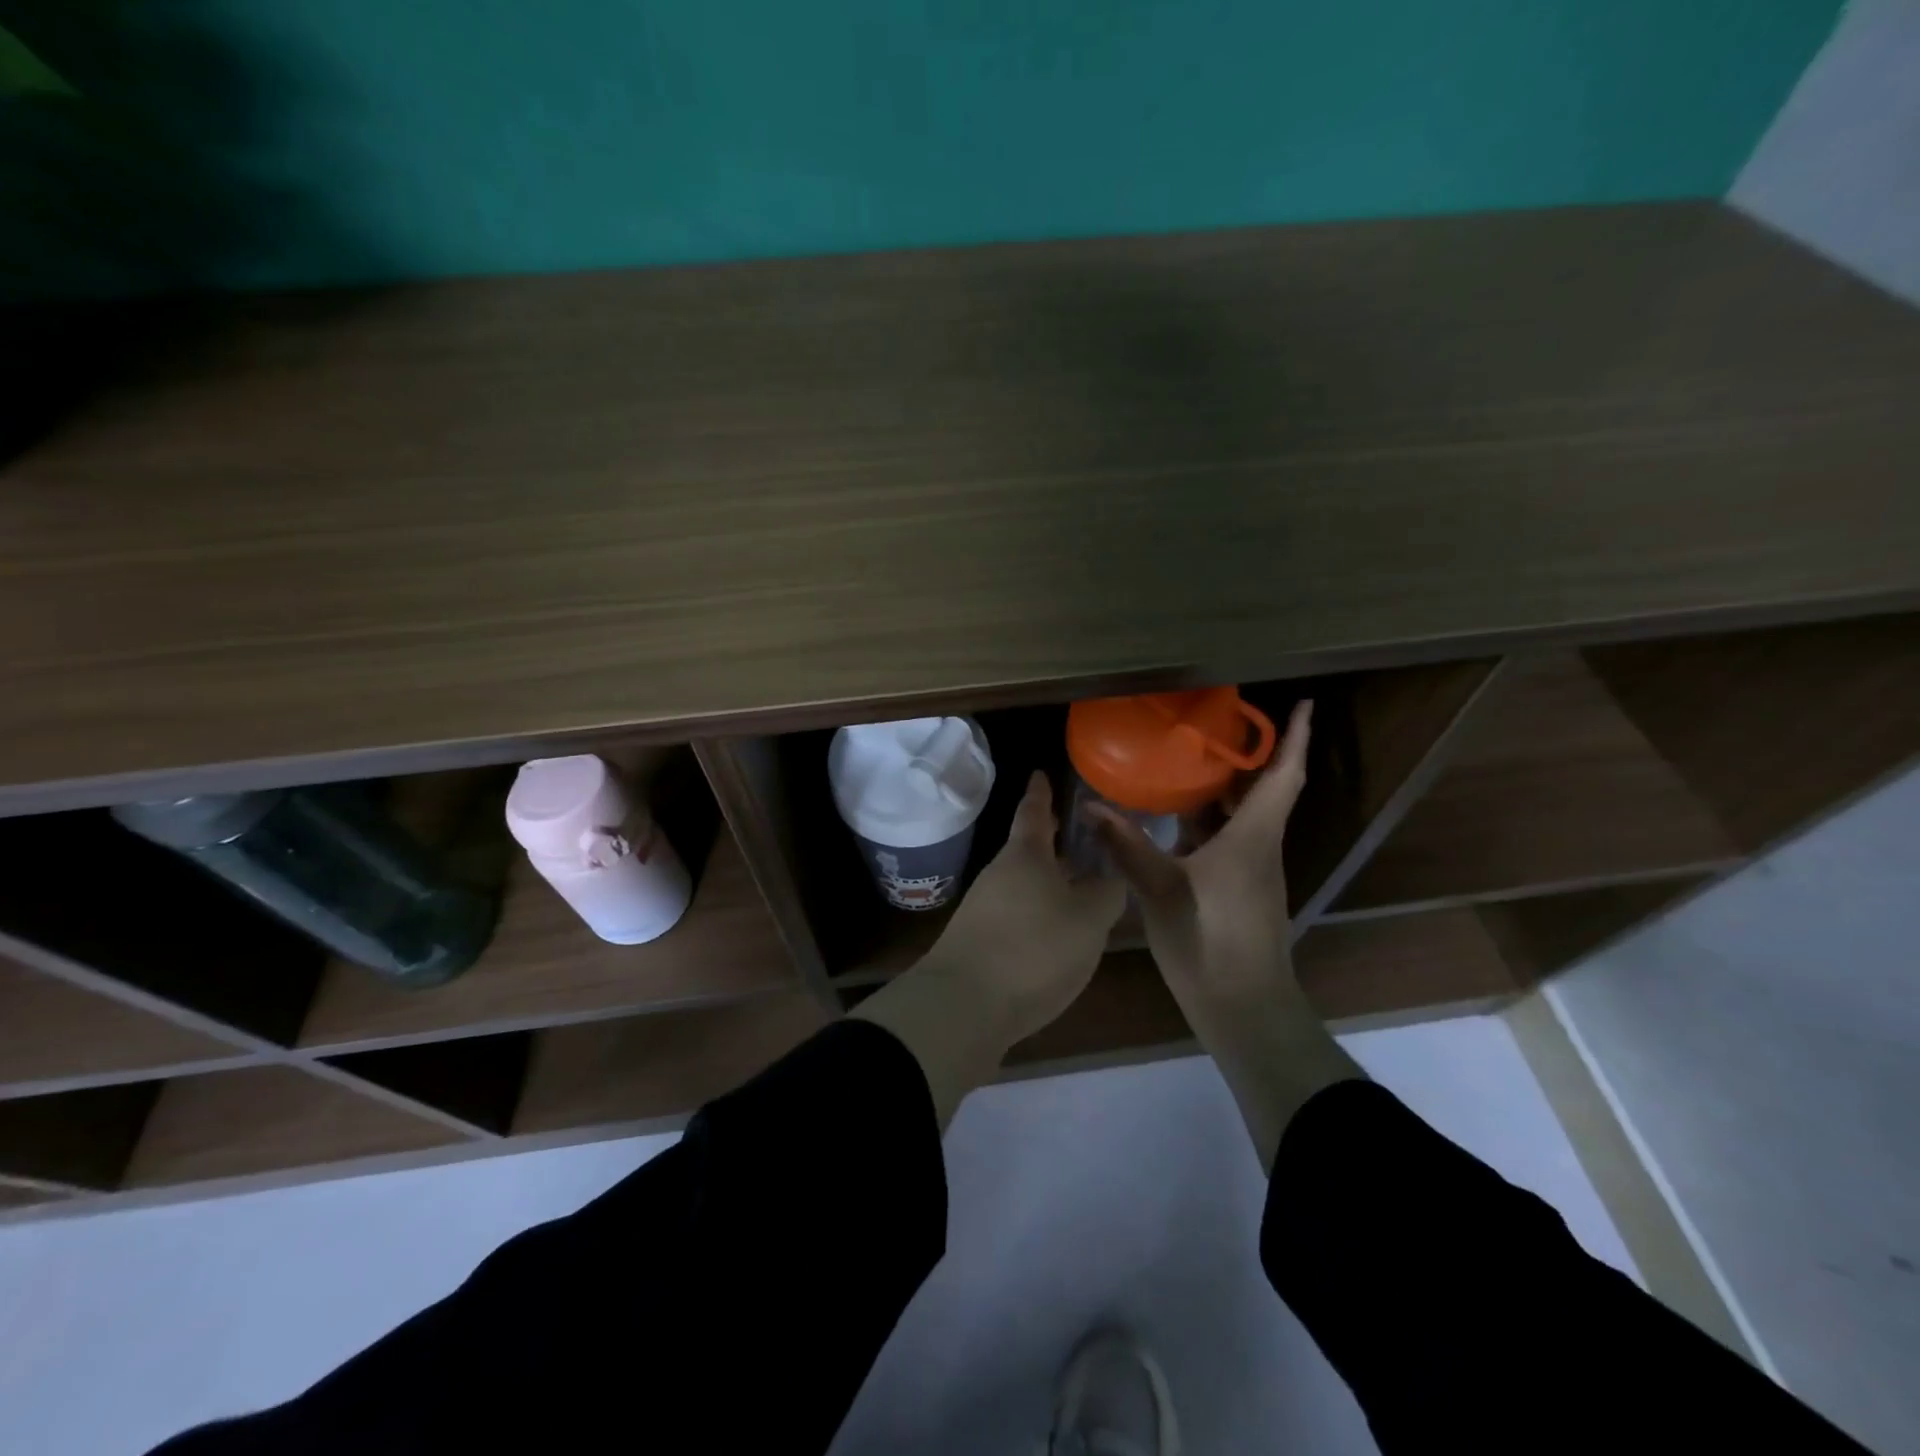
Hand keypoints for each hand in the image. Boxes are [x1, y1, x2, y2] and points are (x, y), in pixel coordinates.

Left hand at [853, 771, 1123, 1127]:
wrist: (964, 1005)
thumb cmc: (1034, 948)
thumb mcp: (1088, 920)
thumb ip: (1106, 893)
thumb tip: (1109, 876)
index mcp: (1025, 855)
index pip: (1034, 812)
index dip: (1041, 793)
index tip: (1040, 773)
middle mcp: (999, 874)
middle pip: (1027, 849)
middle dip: (1050, 840)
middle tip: (1074, 831)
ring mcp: (983, 908)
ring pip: (1022, 882)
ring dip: (1046, 878)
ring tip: (1076, 884)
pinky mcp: (977, 941)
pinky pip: (1015, 913)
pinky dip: (1036, 910)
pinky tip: (1053, 931)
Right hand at [1092, 700, 1313, 1004]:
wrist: (1243, 1007)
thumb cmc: (1209, 940)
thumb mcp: (1159, 888)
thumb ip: (1126, 845)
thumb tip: (1090, 805)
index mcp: (1252, 837)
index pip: (1282, 775)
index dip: (1294, 738)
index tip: (1303, 705)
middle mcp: (1260, 846)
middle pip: (1265, 790)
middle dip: (1249, 755)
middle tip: (1218, 725)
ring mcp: (1253, 870)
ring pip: (1246, 816)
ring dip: (1228, 788)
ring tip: (1192, 761)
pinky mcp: (1241, 890)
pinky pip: (1231, 839)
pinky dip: (1212, 819)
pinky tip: (1178, 819)